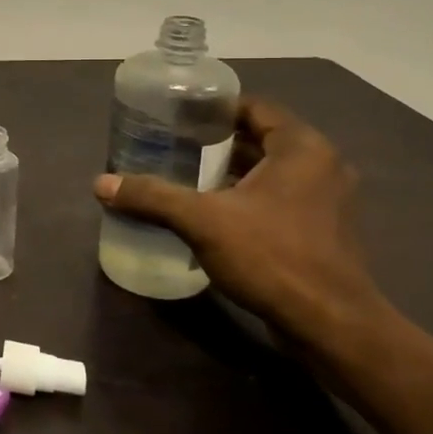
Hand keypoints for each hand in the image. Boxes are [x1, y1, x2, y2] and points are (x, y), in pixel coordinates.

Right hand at [94, 97, 379, 333]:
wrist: (331, 325)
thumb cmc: (273, 257)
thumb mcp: (203, 221)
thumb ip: (152, 197)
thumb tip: (101, 184)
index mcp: (301, 148)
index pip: (254, 107)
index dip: (214, 108)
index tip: (177, 116)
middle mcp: (322, 165)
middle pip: (261, 138)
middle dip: (217, 142)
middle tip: (173, 145)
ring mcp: (327, 200)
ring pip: (271, 171)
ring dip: (233, 172)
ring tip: (186, 176)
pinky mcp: (324, 231)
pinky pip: (280, 198)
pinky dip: (249, 197)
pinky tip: (214, 213)